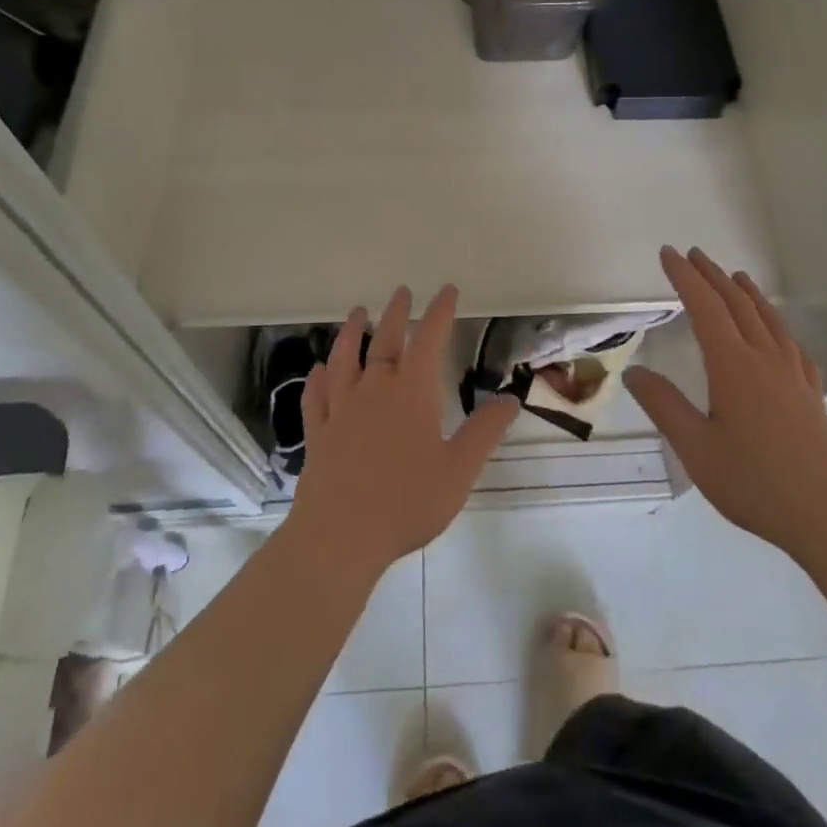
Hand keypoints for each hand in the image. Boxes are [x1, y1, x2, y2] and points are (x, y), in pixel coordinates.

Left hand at [284, 284, 519, 576]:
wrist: (340, 536)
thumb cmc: (406, 502)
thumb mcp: (459, 469)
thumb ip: (484, 432)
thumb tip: (510, 399)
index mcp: (412, 393)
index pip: (429, 340)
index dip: (439, 312)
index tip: (447, 290)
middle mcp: (375, 390)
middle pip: (385, 341)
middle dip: (396, 313)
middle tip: (402, 291)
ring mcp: (342, 410)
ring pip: (345, 360)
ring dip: (351, 333)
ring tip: (357, 313)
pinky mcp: (319, 434)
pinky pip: (316, 397)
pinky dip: (318, 379)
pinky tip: (318, 370)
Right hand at [625, 247, 826, 555]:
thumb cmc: (758, 483)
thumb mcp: (697, 449)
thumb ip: (664, 406)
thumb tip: (634, 372)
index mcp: (733, 365)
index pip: (704, 307)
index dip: (685, 277)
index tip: (668, 253)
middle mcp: (764, 359)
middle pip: (737, 304)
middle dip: (713, 276)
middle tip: (694, 255)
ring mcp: (794, 376)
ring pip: (768, 319)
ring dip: (747, 293)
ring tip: (736, 277)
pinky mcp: (813, 395)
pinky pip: (792, 346)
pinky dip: (778, 327)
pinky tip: (780, 336)